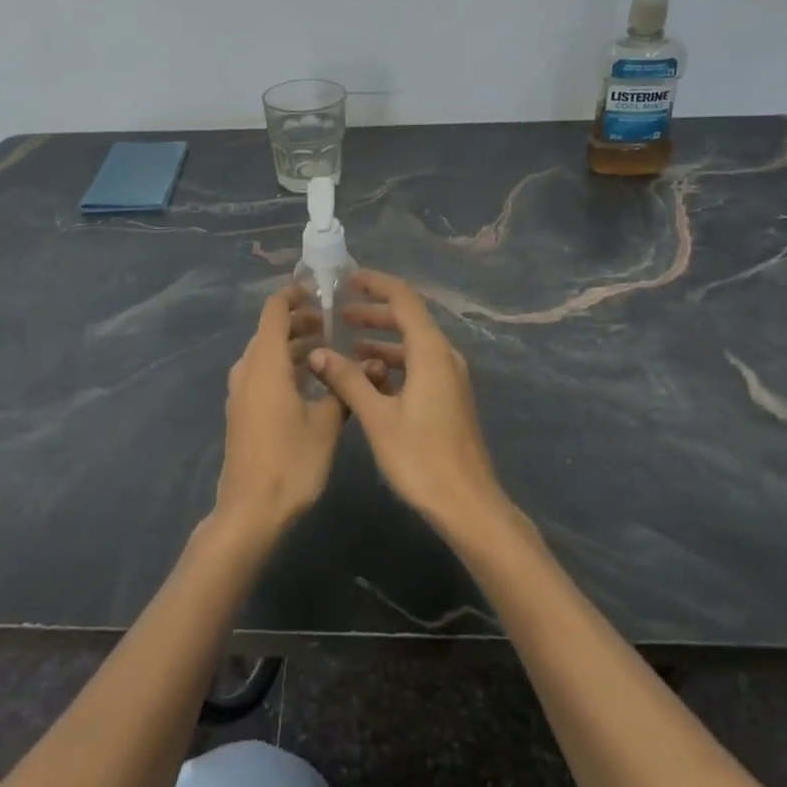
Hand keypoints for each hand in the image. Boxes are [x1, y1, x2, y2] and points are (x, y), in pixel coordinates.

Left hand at [215, 285, 346, 541]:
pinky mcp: (242, 410)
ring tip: (328, 351)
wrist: (249, 512)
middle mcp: (248, 370)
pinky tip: (310, 382)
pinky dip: (284, 366)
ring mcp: (241, 392)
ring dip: (293, 346)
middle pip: (270, 330)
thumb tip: (375, 363)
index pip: (274, 310)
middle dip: (300, 322)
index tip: (321, 291)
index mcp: (266, 363)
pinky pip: (262, 373)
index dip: (294, 294)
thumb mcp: (327, 425)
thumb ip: (346, 388)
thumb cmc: (290, 463)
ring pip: (266, 353)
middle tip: (333, 325)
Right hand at [308, 270, 512, 544]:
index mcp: (430, 352)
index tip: (347, 280)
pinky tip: (369, 378)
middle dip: (374, 312)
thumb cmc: (421, 458)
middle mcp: (444, 356)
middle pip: (409, 319)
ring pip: (413, 344)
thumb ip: (348, 380)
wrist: (468, 505)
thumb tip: (317, 353)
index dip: (376, 284)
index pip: (404, 299)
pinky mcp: (449, 398)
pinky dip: (393, 362)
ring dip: (381, 339)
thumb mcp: (377, 417)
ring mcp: (450, 378)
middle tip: (338, 314)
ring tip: (346, 346)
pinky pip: (418, 365)